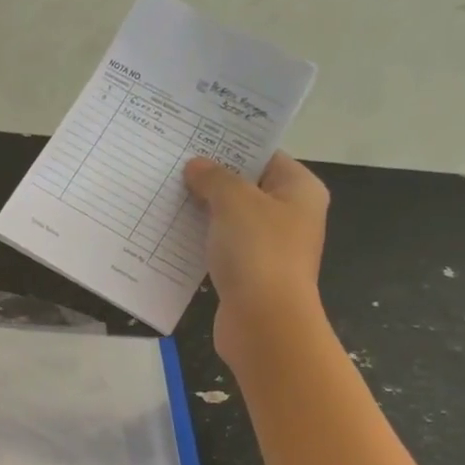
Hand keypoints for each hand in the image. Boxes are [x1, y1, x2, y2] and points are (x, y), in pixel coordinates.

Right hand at [184, 153, 329, 364]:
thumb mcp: (234, 202)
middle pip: (246, 188)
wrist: (263, 323)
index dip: (231, 147)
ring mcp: (270, 248)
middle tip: (172, 166)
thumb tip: (196, 166)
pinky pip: (222, 250)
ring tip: (165, 196)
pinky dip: (201, 243)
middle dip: (211, 180)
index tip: (195, 140)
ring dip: (202, 213)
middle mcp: (290, 216)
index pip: (265, 156)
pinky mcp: (249, 275)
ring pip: (231, 221)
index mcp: (300, 190)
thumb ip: (214, 179)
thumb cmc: (258, 252)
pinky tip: (171, 235)